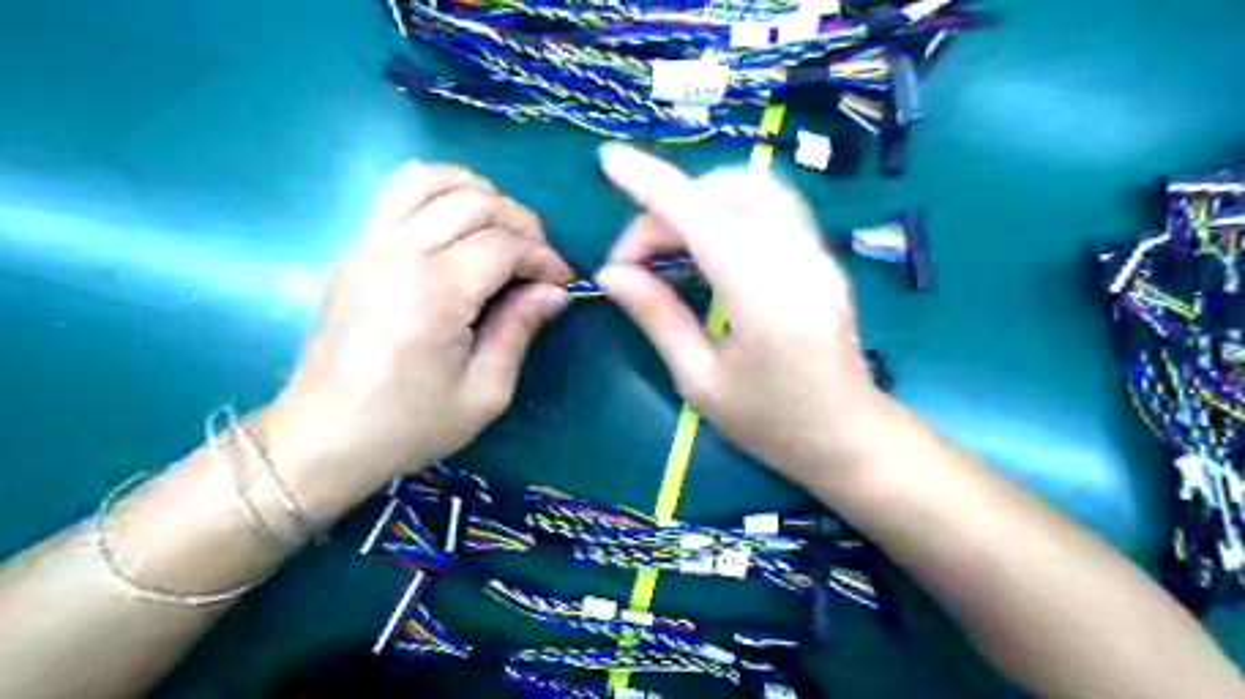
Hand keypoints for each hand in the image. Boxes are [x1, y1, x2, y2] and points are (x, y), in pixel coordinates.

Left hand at [266, 160, 576, 516]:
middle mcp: (399, 253)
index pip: (503, 244)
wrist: (324, 437)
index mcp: (435, 293)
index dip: (543, 257)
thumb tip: (554, 292)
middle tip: (539, 260)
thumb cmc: (410, 424)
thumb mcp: (484, 392)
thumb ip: (520, 330)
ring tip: (501, 230)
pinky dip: (439, 193)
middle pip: (473, 202)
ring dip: (478, 193)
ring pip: (430, 179)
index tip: (562, 282)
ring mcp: (369, 244)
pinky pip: (399, 193)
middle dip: (521, 223)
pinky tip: (459, 226)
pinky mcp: (356, 249)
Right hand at [597, 145, 890, 482]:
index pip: (703, 218)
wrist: (848, 438)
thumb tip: (612, 274)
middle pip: (728, 192)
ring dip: (700, 198)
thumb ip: (657, 318)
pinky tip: (704, 244)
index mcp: (765, 300)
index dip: (653, 183)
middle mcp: (799, 261)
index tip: (610, 160)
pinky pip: (770, 207)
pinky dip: (726, 207)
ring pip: (755, 188)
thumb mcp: (700, 381)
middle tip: (634, 257)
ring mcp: (818, 254)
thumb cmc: (770, 425)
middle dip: (668, 206)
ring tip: (665, 243)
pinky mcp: (821, 256)